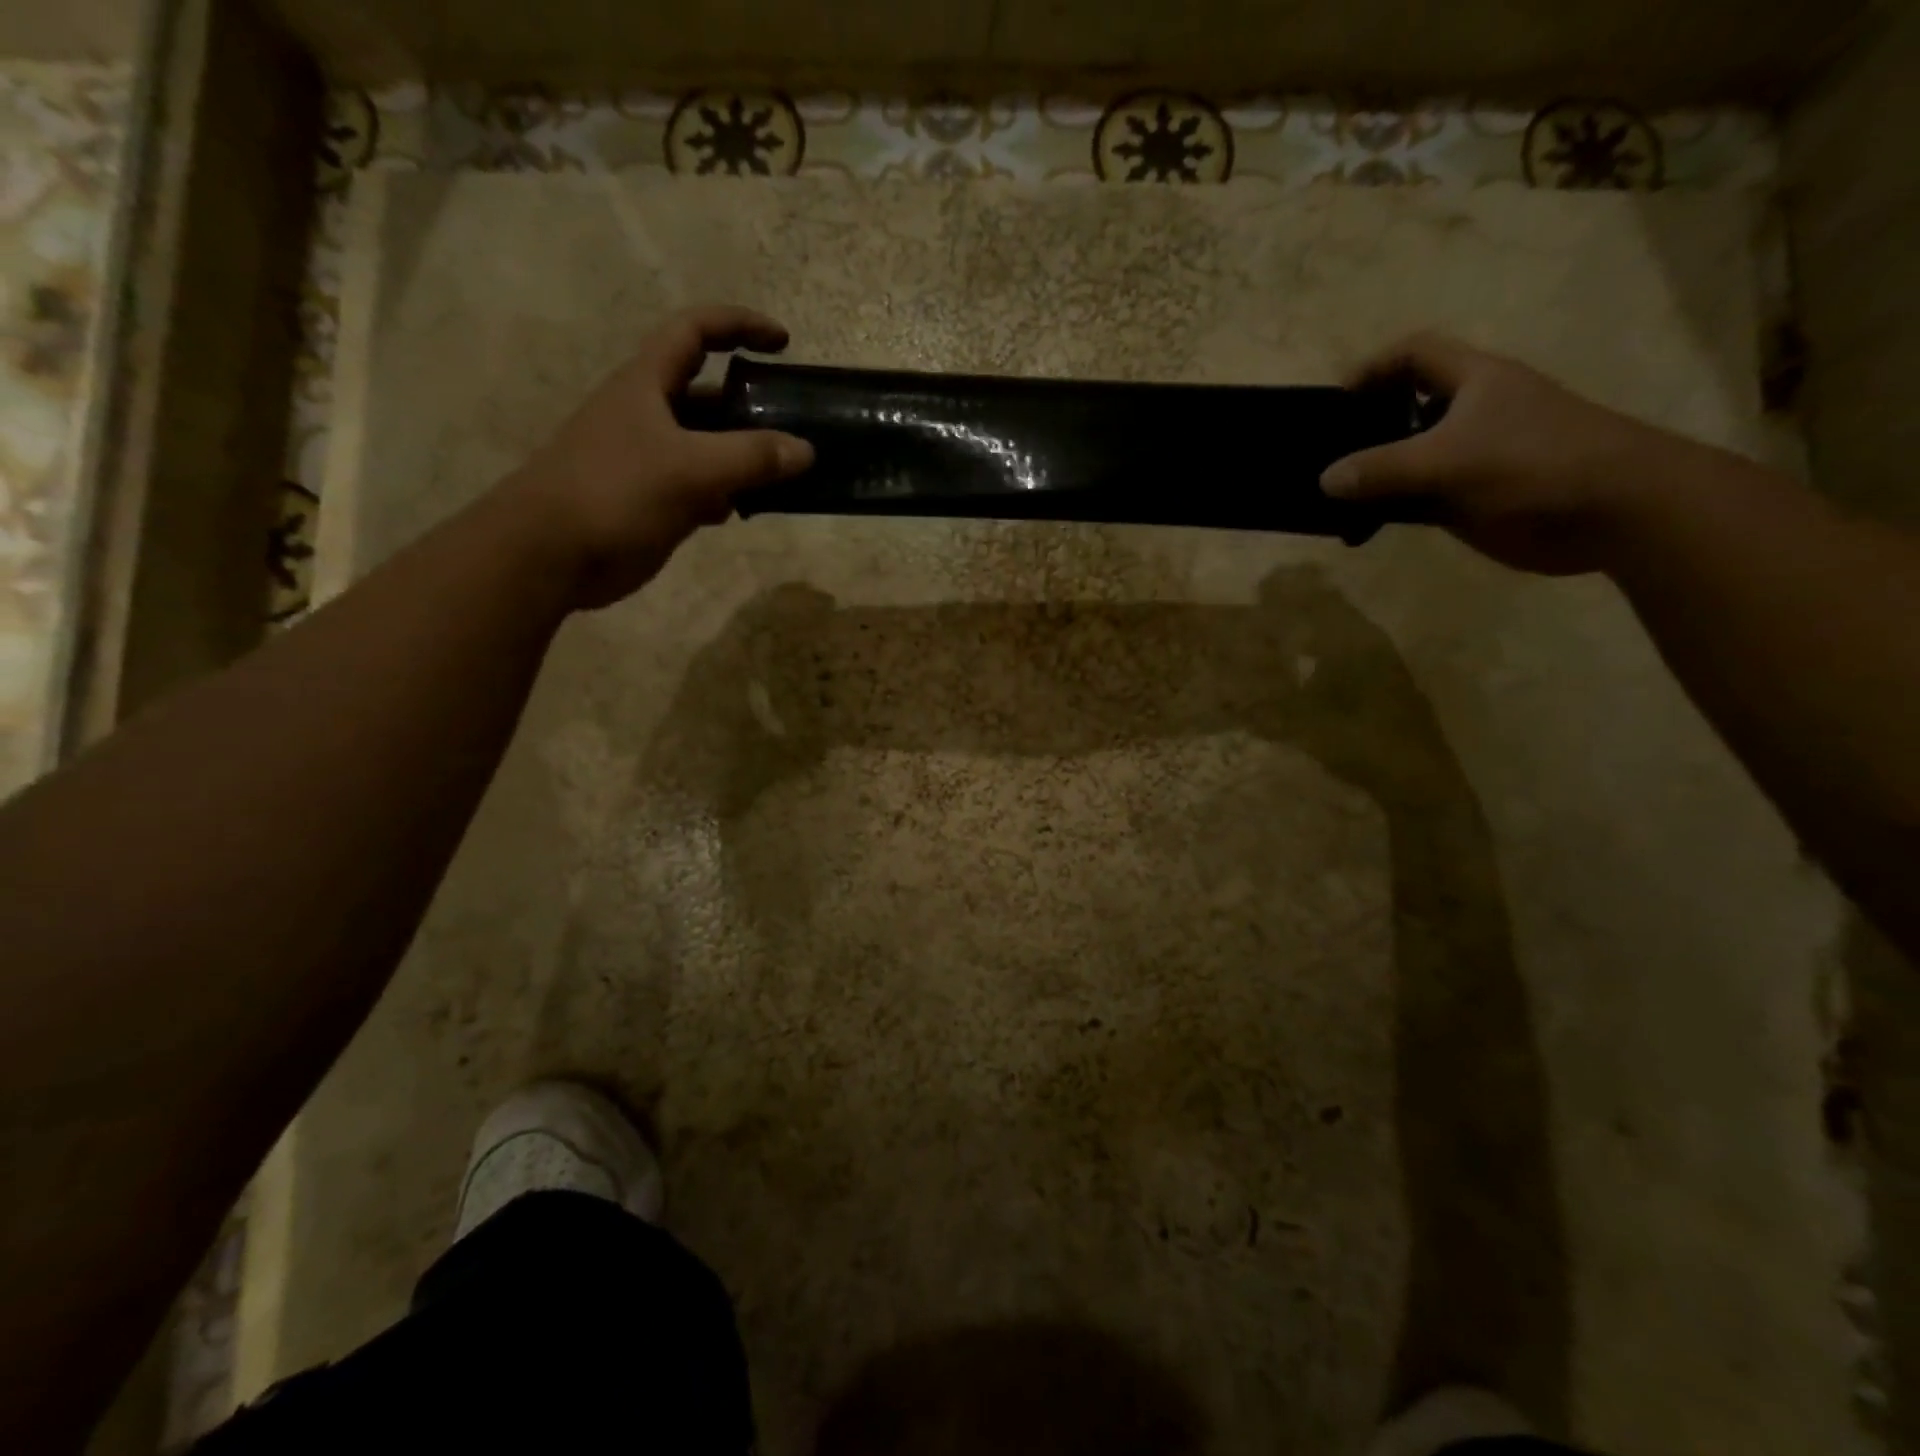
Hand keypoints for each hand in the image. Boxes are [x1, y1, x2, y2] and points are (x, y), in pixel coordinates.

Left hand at [509, 305, 813, 608]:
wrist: (552, 553)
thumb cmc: (616, 492)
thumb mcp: (690, 469)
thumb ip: (751, 458)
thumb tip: (806, 451)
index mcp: (648, 384)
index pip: (696, 331)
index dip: (739, 325)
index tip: (783, 341)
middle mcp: (650, 414)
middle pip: (710, 394)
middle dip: (752, 404)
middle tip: (796, 423)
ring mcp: (651, 460)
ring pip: (709, 446)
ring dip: (746, 456)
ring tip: (787, 473)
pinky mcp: (654, 500)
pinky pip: (702, 486)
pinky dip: (729, 493)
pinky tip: (749, 509)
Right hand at [1321, 332, 1674, 574]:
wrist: (1613, 510)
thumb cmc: (1534, 462)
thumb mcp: (1449, 460)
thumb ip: (1382, 469)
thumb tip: (1325, 480)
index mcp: (1471, 382)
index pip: (1414, 354)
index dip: (1372, 367)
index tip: (1335, 401)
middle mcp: (1466, 415)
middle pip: (1401, 409)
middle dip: (1360, 429)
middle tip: (1320, 456)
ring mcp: (1466, 460)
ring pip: (1402, 462)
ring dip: (1367, 479)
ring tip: (1327, 500)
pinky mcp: (1467, 500)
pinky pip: (1412, 502)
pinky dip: (1383, 513)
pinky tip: (1357, 530)